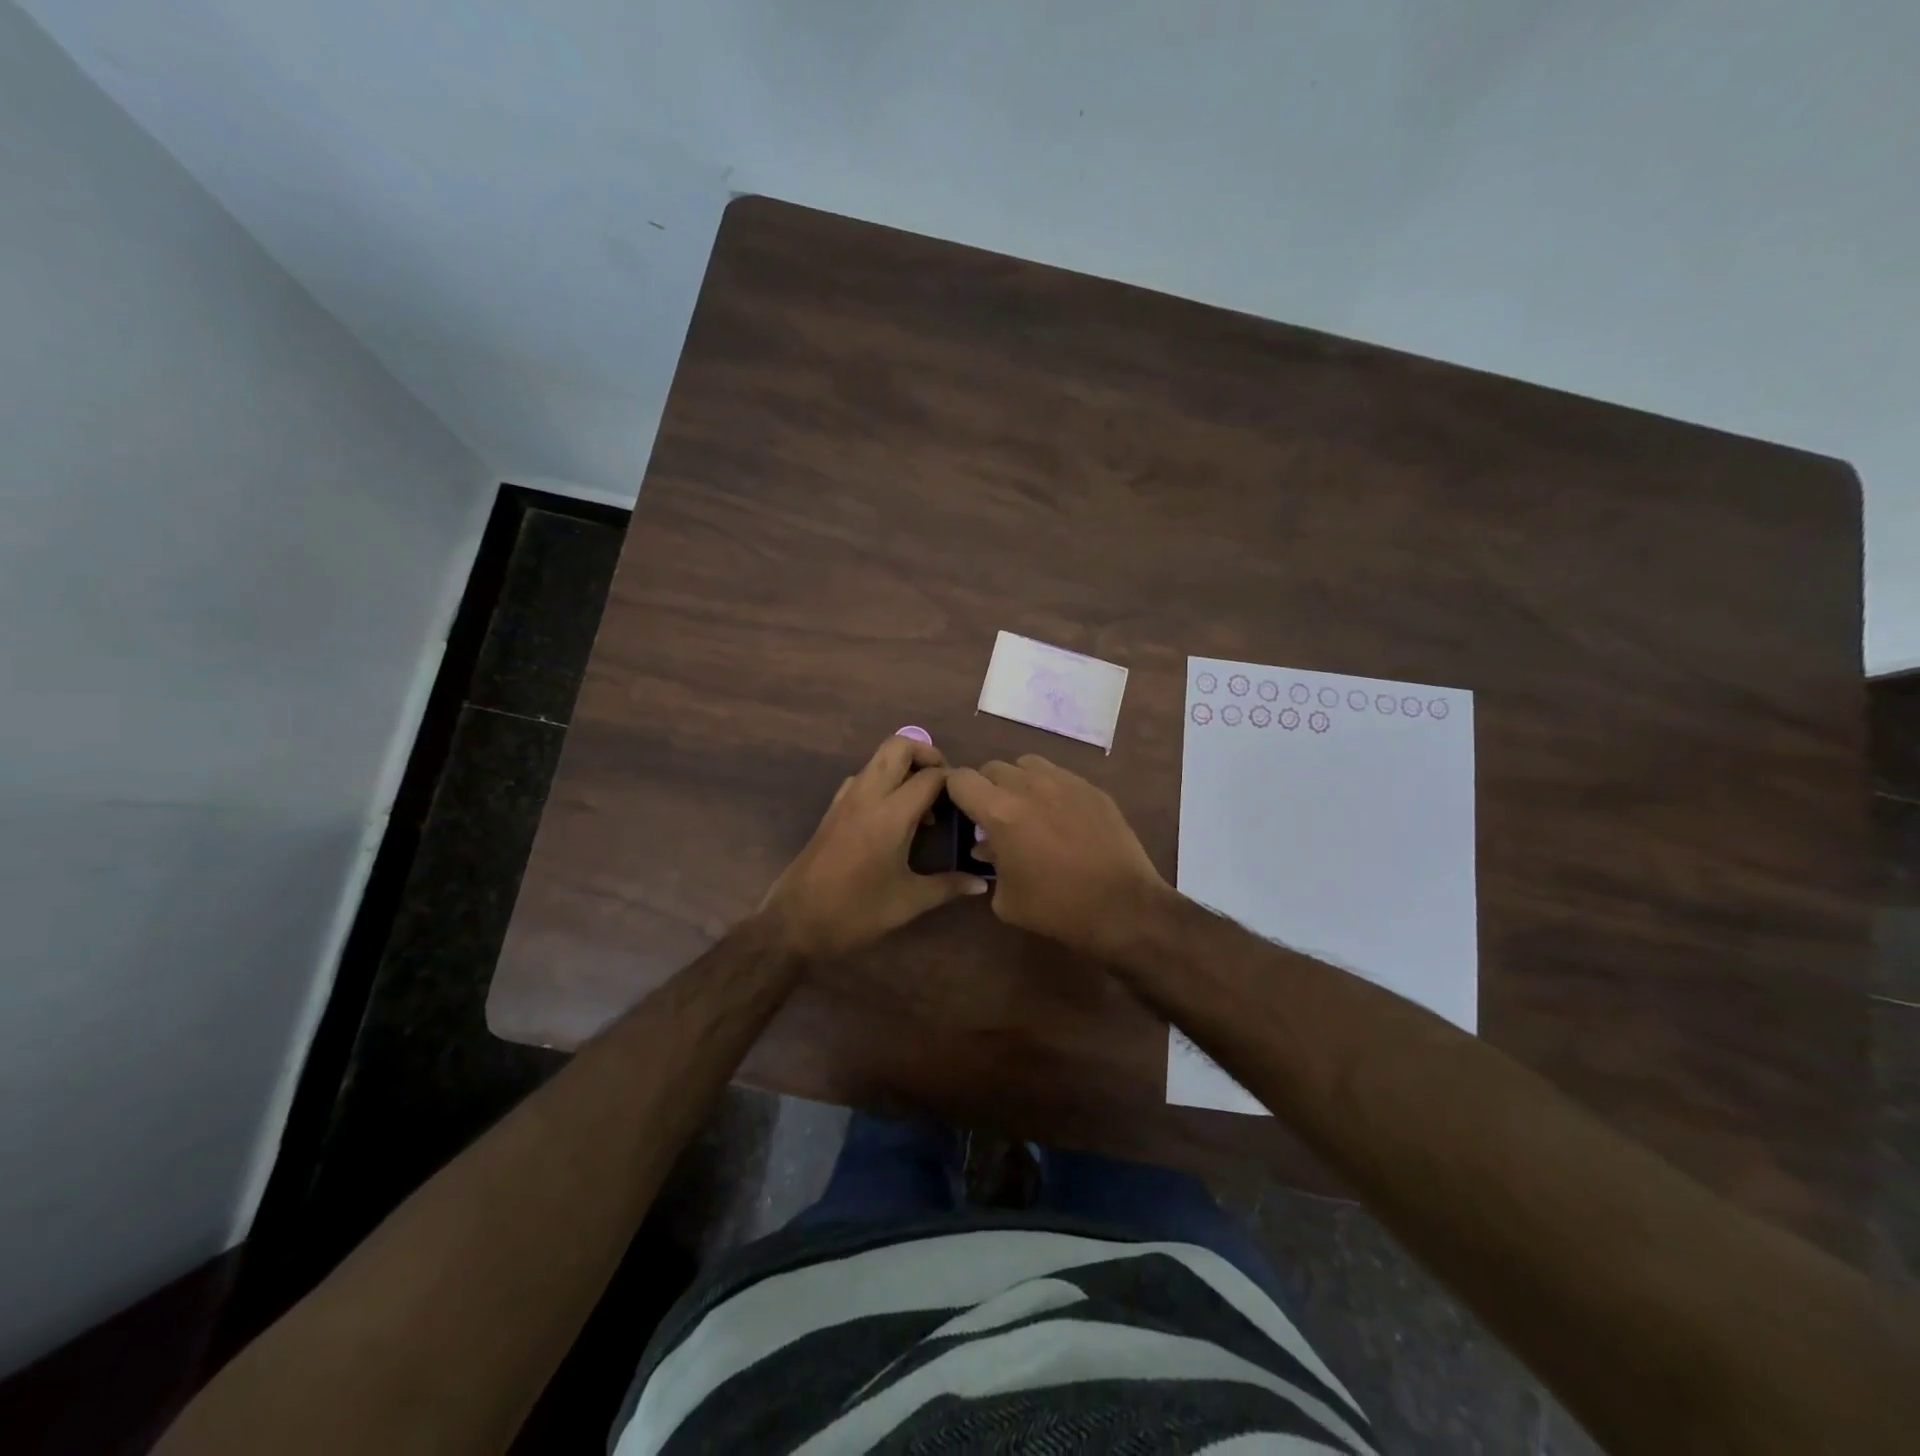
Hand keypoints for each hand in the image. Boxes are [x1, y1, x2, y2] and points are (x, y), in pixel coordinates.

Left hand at [761, 735, 988, 959]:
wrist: (794, 923)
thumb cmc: (855, 913)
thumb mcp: (908, 902)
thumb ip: (948, 886)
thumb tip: (981, 884)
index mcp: (891, 815)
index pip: (931, 776)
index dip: (954, 781)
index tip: (969, 800)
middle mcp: (868, 796)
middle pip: (899, 745)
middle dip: (927, 754)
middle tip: (944, 785)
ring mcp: (846, 799)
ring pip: (878, 758)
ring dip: (904, 767)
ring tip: (923, 803)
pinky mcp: (832, 809)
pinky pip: (863, 777)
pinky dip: (883, 781)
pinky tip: (893, 816)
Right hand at [946, 755, 1171, 956]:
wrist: (1122, 906)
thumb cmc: (1056, 908)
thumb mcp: (1007, 899)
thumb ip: (991, 864)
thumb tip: (989, 847)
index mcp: (1000, 812)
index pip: (961, 779)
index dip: (955, 793)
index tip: (962, 811)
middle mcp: (1028, 786)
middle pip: (993, 768)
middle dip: (987, 789)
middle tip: (996, 817)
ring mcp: (1064, 782)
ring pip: (1027, 764)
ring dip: (1019, 782)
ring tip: (1029, 809)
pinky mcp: (1091, 787)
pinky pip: (1059, 775)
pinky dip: (1051, 789)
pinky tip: (1062, 817)